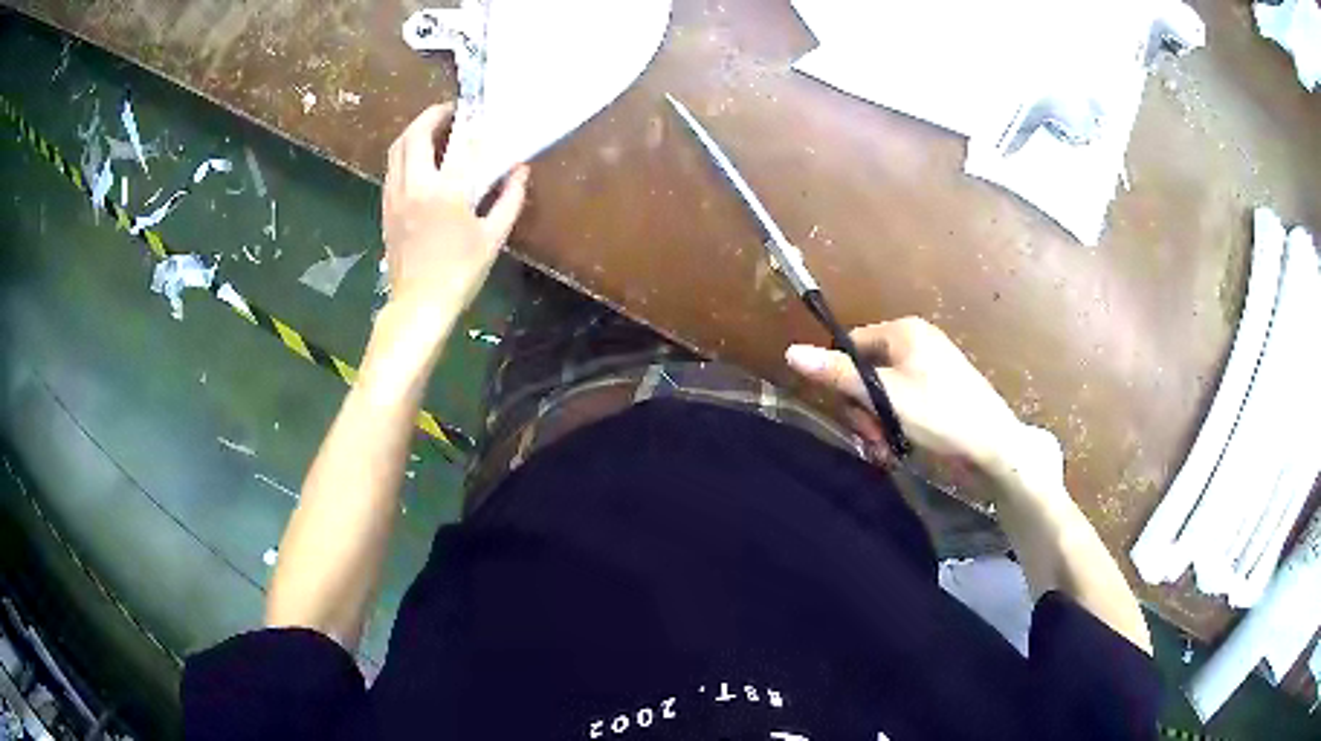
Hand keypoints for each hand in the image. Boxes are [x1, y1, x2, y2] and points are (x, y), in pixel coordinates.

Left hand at [382, 103, 529, 313]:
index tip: (482, 114)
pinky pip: (392, 168)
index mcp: (444, 192)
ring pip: (397, 149)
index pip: (460, 144)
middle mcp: (414, 186)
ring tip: (433, 129)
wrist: (419, 304)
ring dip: (414, 132)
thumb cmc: (460, 272)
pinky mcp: (386, 208)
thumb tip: (520, 171)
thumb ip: (509, 199)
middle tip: (450, 111)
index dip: (472, 124)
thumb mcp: (492, 237)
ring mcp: (395, 196)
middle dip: (431, 115)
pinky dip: (405, 153)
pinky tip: (420, 159)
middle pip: (414, 135)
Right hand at [786, 318, 1049, 478]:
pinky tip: (897, 448)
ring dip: (876, 423)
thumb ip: (839, 374)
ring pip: (881, 393)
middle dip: (863, 409)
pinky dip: (893, 426)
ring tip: (885, 449)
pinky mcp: (936, 394)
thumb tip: (791, 352)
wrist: (993, 447)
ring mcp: (928, 369)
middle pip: (865, 372)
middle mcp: (915, 344)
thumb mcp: (886, 395)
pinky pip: (900, 404)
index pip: (852, 345)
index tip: (849, 412)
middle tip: (872, 437)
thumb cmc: (940, 413)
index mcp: (904, 332)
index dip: (842, 379)